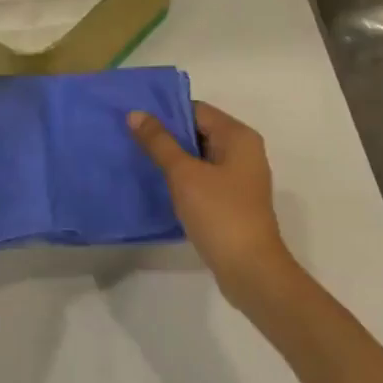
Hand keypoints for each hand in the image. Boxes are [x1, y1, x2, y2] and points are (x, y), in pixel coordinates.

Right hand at [130, 102, 298, 313]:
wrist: (251, 272)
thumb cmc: (220, 214)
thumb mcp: (184, 174)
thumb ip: (159, 142)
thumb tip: (135, 113)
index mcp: (238, 136)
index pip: (196, 110)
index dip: (166, 112)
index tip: (135, 118)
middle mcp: (244, 151)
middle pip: (199, 131)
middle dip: (167, 135)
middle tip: (130, 138)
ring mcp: (240, 178)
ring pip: (200, 156)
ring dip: (173, 158)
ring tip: (138, 159)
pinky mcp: (233, 201)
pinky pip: (203, 178)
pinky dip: (183, 178)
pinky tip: (158, 185)